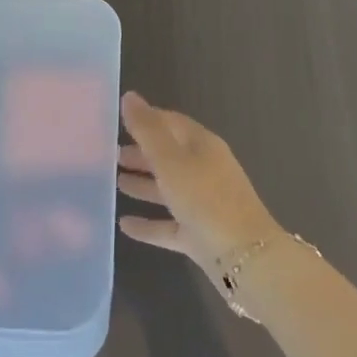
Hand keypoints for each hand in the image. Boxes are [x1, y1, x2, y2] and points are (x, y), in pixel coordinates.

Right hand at [115, 93, 280, 275]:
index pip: (171, 123)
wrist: (246, 259)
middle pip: (168, 156)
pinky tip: (124, 225)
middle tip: (110, 154)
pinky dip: (148, 223)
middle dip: (141, 153)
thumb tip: (129, 96)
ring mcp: (203, 204)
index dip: (146, 119)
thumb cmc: (205, 199)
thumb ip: (147, 130)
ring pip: (168, 189)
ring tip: (114, 183)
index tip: (118, 121)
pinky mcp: (200, 235)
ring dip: (143, 184)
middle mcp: (204, 170)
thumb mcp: (171, 160)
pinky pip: (168, 224)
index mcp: (202, 145)